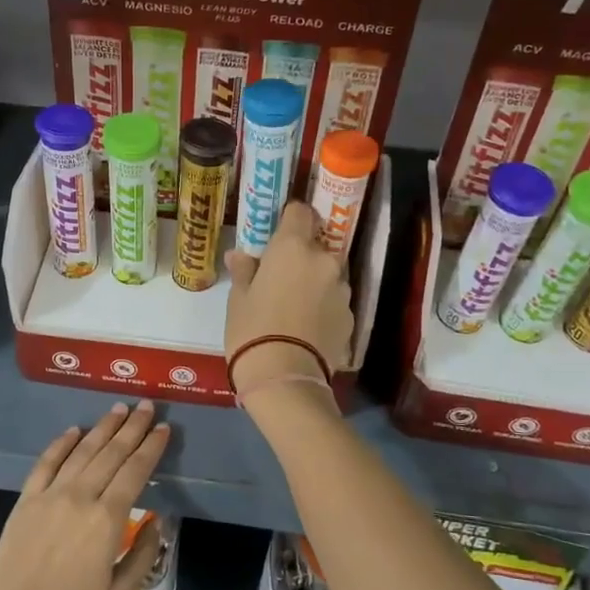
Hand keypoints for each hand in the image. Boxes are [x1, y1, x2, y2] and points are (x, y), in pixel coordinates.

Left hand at [0, 402, 168, 589]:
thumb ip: (142, 556)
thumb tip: (156, 522)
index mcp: (107, 520)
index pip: (135, 471)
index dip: (151, 447)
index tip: (164, 428)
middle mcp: (80, 497)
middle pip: (111, 453)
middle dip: (132, 427)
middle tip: (147, 406)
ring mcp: (50, 496)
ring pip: (82, 451)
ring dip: (102, 428)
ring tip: (118, 409)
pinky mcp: (26, 501)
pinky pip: (46, 463)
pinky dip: (62, 443)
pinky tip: (74, 431)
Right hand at [225, 201, 353, 401]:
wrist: (285, 378)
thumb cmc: (253, 330)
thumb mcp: (238, 299)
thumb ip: (244, 271)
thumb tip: (239, 256)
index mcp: (293, 247)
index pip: (300, 211)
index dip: (290, 219)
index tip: (278, 234)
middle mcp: (324, 260)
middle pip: (316, 246)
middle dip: (301, 256)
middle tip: (280, 278)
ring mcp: (342, 289)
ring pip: (328, 274)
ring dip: (315, 282)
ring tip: (295, 307)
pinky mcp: (351, 317)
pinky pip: (335, 301)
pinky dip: (324, 307)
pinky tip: (307, 327)